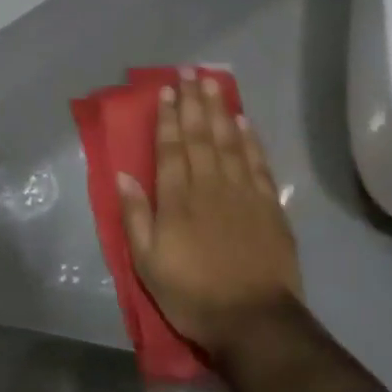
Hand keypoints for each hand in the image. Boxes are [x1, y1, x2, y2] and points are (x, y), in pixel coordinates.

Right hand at [117, 75, 301, 356]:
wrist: (254, 320)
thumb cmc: (192, 295)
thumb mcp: (148, 263)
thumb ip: (136, 216)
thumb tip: (124, 175)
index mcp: (177, 200)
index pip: (171, 148)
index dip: (167, 117)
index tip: (166, 89)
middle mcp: (209, 186)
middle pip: (200, 135)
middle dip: (193, 102)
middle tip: (190, 71)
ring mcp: (242, 193)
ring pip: (229, 141)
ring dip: (219, 110)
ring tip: (213, 83)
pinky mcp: (268, 205)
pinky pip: (256, 162)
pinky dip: (250, 139)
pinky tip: (244, 121)